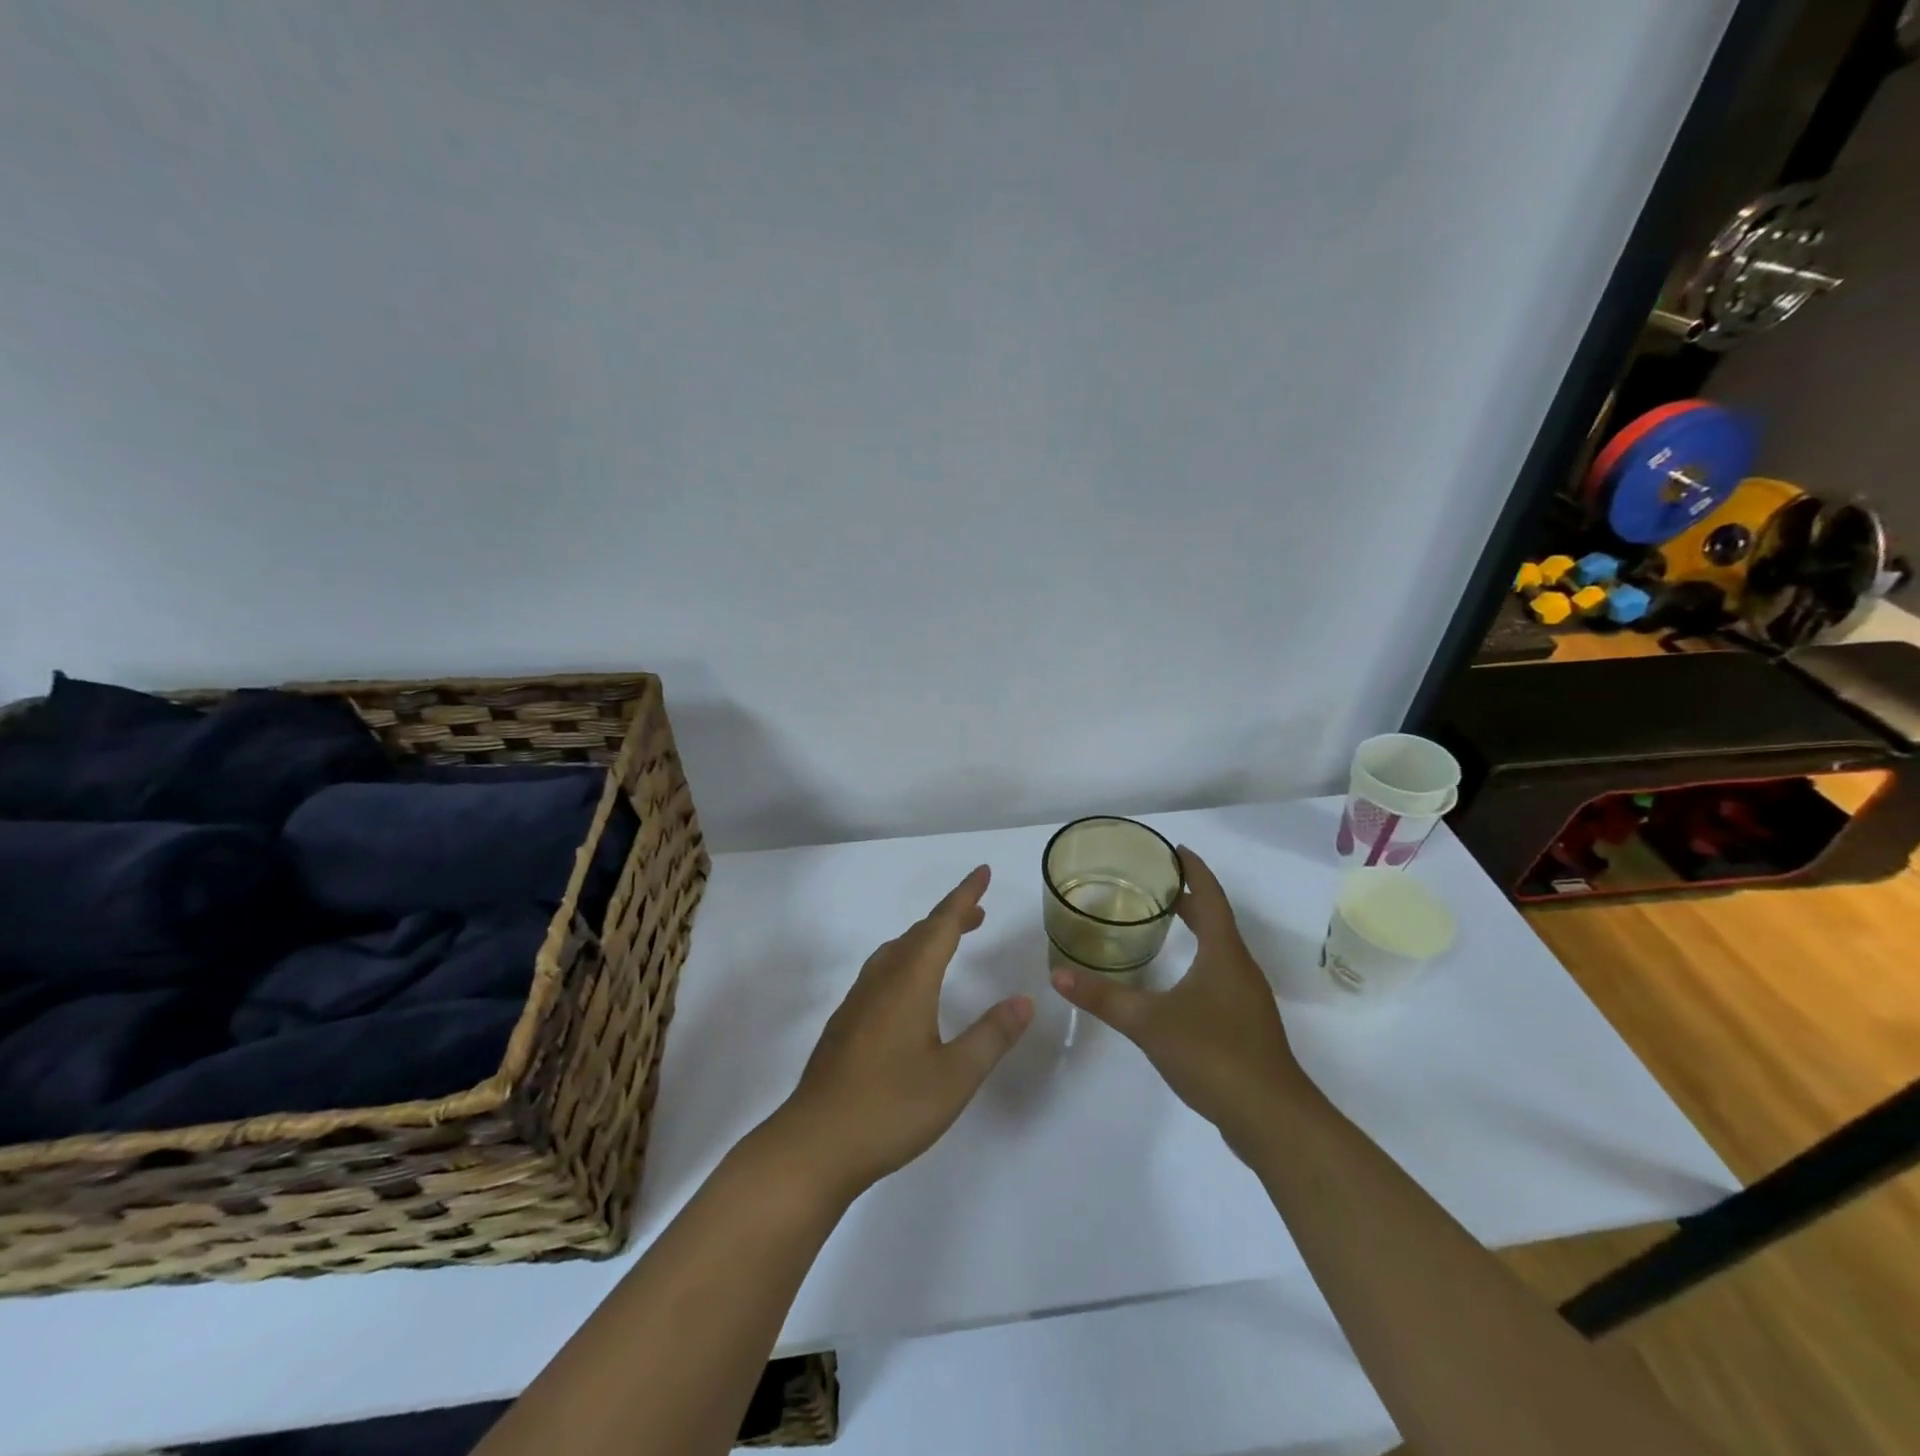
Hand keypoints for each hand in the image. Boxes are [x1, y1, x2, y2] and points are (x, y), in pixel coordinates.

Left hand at [772, 865, 1033, 1199]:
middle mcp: (881, 981)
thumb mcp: (955, 1076)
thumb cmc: (890, 1108)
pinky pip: (882, 972)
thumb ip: (991, 1035)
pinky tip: (911, 990)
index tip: (983, 871)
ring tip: (950, 943)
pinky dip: (907, 961)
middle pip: (918, 934)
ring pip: (896, 952)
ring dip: (926, 939)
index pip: (942, 925)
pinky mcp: (845, 1024)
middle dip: (950, 917)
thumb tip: (1024, 1000)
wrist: (814, 1144)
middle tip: (978, 913)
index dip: (965, 897)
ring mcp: (857, 1002)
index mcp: (909, 982)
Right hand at [1051, 845, 1311, 1157]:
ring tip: (1163, 922)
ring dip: (1197, 929)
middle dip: (1190, 898)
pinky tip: (1179, 981)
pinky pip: (1221, 975)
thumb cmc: (1214, 1055)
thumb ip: (1104, 997)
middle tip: (1155, 883)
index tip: (1175, 849)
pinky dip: (1199, 960)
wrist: (1271, 1119)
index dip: (1194, 871)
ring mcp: (1247, 999)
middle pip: (1216, 920)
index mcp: (1224, 954)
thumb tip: (1057, 974)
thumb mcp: (1149, 1022)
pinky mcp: (1246, 1025)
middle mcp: (1240, 968)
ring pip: (1220, 949)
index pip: (1210, 898)